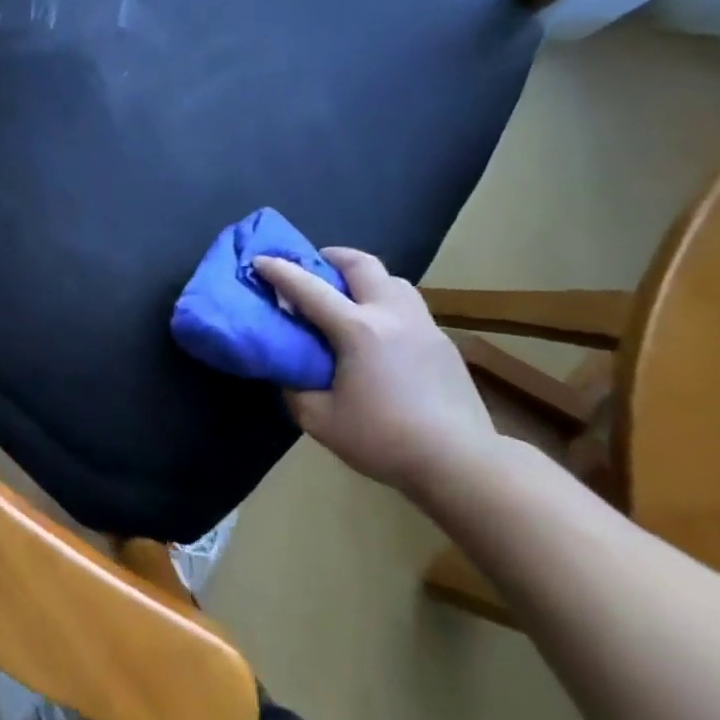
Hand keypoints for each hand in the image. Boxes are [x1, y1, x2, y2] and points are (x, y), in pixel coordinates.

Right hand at [254, 248, 498, 501]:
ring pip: (393, 281)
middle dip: (332, 257)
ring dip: (365, 278)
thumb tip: (288, 371)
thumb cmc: (383, 440)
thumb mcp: (319, 420)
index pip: (309, 288)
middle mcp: (392, 315)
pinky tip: (379, 332)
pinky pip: (409, 307)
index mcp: (357, 330)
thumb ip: (295, 388)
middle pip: (363, 265)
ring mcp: (423, 326)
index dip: (279, 271)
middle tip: (313, 266)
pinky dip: (386, 304)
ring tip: (349, 297)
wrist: (461, 463)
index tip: (259, 260)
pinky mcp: (443, 344)